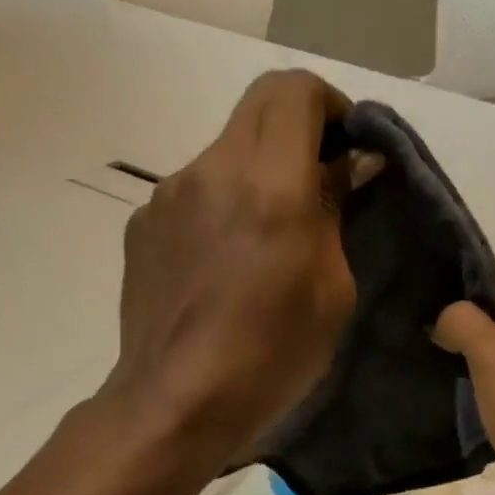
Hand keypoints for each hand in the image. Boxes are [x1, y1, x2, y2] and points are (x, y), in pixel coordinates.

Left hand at [105, 70, 375, 467]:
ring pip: (226, 149)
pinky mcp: (143, 223)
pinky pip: (195, 190)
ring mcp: (167, 194)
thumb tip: (352, 164)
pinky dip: (223, 203)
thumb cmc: (273, 353)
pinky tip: (227, 262)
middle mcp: (211, 170)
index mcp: (269, 184)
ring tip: (270, 235)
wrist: (176, 403)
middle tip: (321, 180)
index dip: (330, 105)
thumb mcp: (333, 288)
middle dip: (299, 128)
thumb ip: (338, 211)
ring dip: (259, 171)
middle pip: (259, 105)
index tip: (347, 148)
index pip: (295, 90)